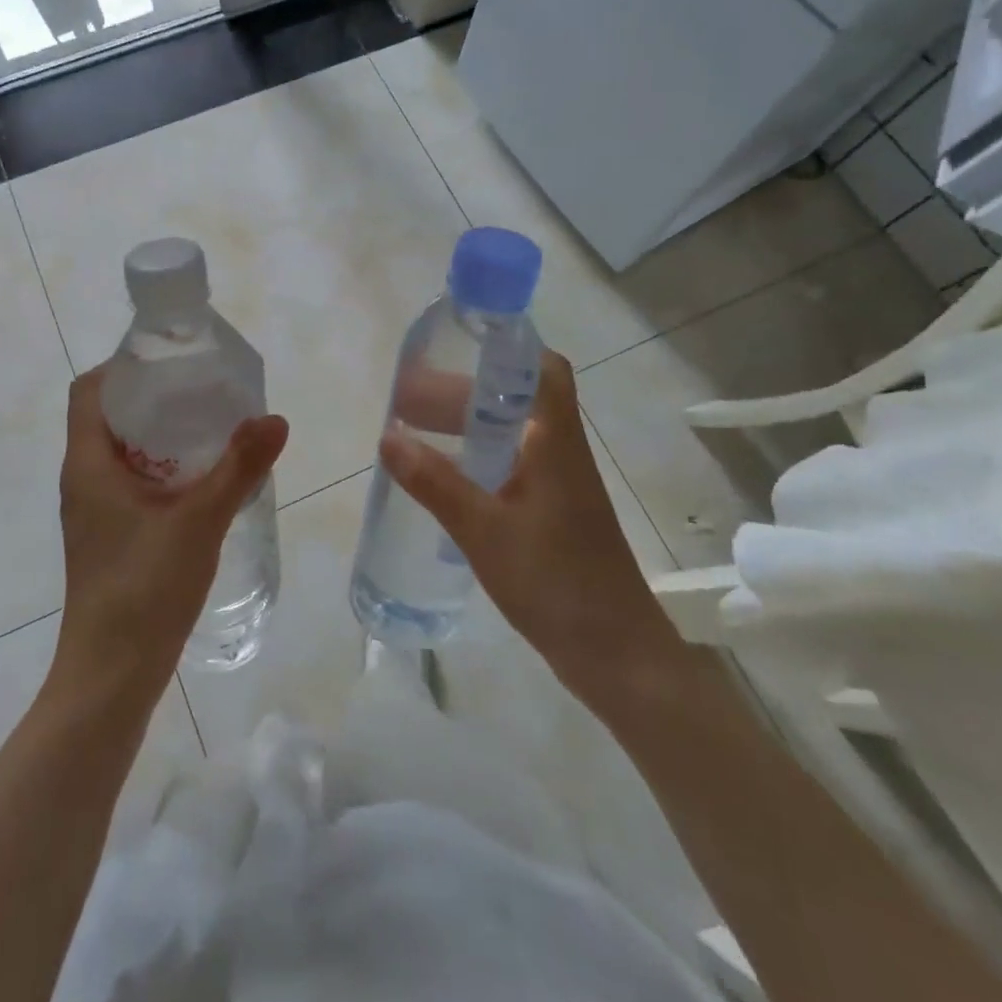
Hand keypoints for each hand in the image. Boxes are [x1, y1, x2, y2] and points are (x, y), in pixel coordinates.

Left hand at [54, 366, 288, 700]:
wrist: (111, 676)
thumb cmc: (144, 589)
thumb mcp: (199, 521)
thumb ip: (238, 467)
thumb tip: (275, 419)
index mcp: (88, 464)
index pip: (90, 391)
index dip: (123, 366)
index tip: (171, 360)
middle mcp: (84, 480)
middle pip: (110, 416)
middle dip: (154, 397)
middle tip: (204, 389)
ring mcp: (95, 511)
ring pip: (124, 452)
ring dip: (162, 435)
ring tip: (212, 426)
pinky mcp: (111, 535)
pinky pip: (133, 482)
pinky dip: (163, 469)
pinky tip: (203, 480)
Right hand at [378, 349, 682, 709]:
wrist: (614, 653)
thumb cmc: (554, 580)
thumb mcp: (483, 529)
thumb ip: (434, 483)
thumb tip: (386, 437)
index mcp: (554, 440)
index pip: (543, 369)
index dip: (504, 349)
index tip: (455, 347)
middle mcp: (560, 451)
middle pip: (515, 399)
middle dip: (463, 392)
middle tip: (410, 399)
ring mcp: (558, 484)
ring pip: (511, 434)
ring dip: (467, 427)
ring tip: (415, 432)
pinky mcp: (553, 513)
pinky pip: (510, 466)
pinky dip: (476, 459)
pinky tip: (444, 477)